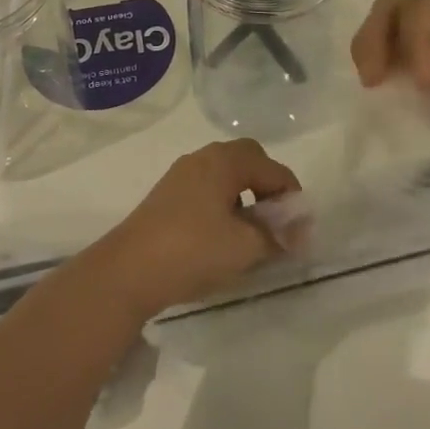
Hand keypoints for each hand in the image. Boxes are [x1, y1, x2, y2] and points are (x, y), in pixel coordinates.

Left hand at [88, 139, 301, 318]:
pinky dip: (224, 203)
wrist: (128, 270)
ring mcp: (181, 175)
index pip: (273, 168)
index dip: (292, 198)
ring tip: (252, 233)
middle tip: (278, 221)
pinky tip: (223, 236)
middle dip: (268, 187)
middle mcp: (203, 158)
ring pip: (226, 174)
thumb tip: (298, 232)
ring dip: (246, 196)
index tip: (301, 232)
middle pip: (248, 160)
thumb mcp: (245, 247)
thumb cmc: (193, 250)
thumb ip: (277, 236)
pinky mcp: (167, 195)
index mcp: (225, 161)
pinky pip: (207, 188)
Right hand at [350, 0, 429, 205]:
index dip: (412, 39)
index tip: (427, 81)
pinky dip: (385, 90)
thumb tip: (422, 75)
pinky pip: (402, 88)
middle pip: (395, 16)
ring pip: (391, 47)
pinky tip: (382, 101)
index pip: (419, 8)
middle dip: (376, 39)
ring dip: (374, 58)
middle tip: (372, 77)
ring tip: (374, 85)